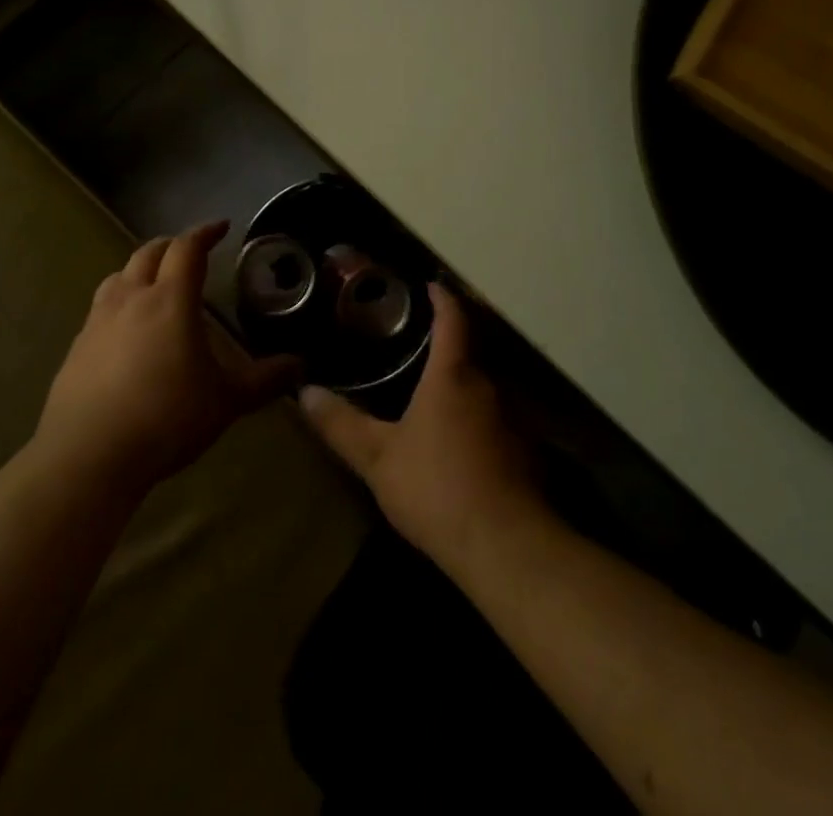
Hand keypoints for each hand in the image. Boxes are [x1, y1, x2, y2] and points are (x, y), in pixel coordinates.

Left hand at [34, 221, 303, 494]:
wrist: (88, 457)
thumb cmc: (166, 418)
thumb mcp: (226, 401)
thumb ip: (265, 380)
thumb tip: (300, 366)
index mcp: (170, 300)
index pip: (187, 248)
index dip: (205, 233)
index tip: (221, 227)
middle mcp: (131, 299)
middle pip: (149, 253)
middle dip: (172, 245)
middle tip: (191, 252)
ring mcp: (97, 322)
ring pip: (118, 276)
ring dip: (140, 270)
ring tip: (155, 284)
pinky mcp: (76, 348)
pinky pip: (100, 310)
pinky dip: (119, 304)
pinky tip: (126, 332)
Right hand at [298, 285, 544, 570]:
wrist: (507, 547)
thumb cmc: (437, 488)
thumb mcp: (378, 458)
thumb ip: (342, 424)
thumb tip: (305, 392)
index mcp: (453, 375)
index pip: (452, 319)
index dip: (442, 298)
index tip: (431, 284)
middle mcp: (490, 385)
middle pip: (471, 349)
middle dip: (449, 341)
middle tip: (418, 339)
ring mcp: (515, 418)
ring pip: (485, 386)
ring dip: (464, 381)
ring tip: (434, 388)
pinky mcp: (527, 452)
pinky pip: (497, 417)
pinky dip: (478, 415)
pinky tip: (460, 438)